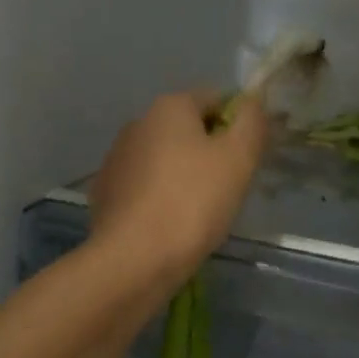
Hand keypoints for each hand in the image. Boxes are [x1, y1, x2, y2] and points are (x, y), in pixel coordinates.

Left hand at [90, 90, 269, 288]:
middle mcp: (137, 124)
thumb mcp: (239, 158)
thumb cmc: (194, 202)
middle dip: (210, 151)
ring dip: (184, 175)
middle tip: (229, 187)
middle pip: (188, 129)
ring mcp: (116, 159)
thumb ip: (251, 122)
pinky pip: (145, 186)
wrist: (135, 258)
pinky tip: (171, 224)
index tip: (248, 158)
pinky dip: (160, 197)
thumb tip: (253, 102)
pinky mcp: (106, 192)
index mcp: (169, 107)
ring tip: (201, 211)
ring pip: (164, 159)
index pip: (215, 99)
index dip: (237, 124)